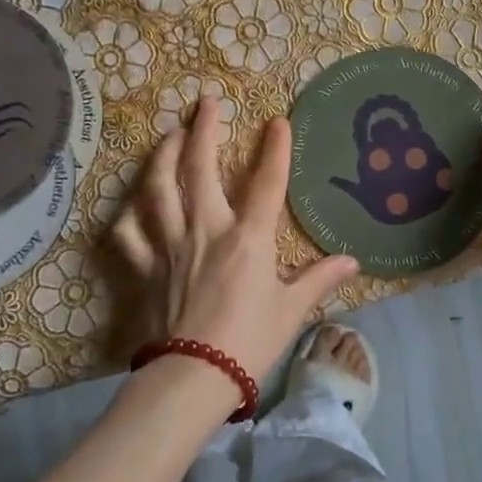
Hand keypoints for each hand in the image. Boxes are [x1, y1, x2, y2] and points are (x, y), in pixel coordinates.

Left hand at [111, 99, 359, 404]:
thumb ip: (320, 280)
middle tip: (206, 103)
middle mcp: (206, 230)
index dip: (275, 149)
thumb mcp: (292, 310)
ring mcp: (170, 246)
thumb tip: (353, 261)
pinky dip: (128, 216)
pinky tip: (132, 205)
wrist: (193, 377)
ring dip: (163, 157)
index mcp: (247, 239)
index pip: (267, 183)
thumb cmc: (249, 342)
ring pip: (158, 190)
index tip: (278, 121)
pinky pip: (129, 234)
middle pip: (199, 169)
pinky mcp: (145, 268)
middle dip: (203, 130)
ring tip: (169, 136)